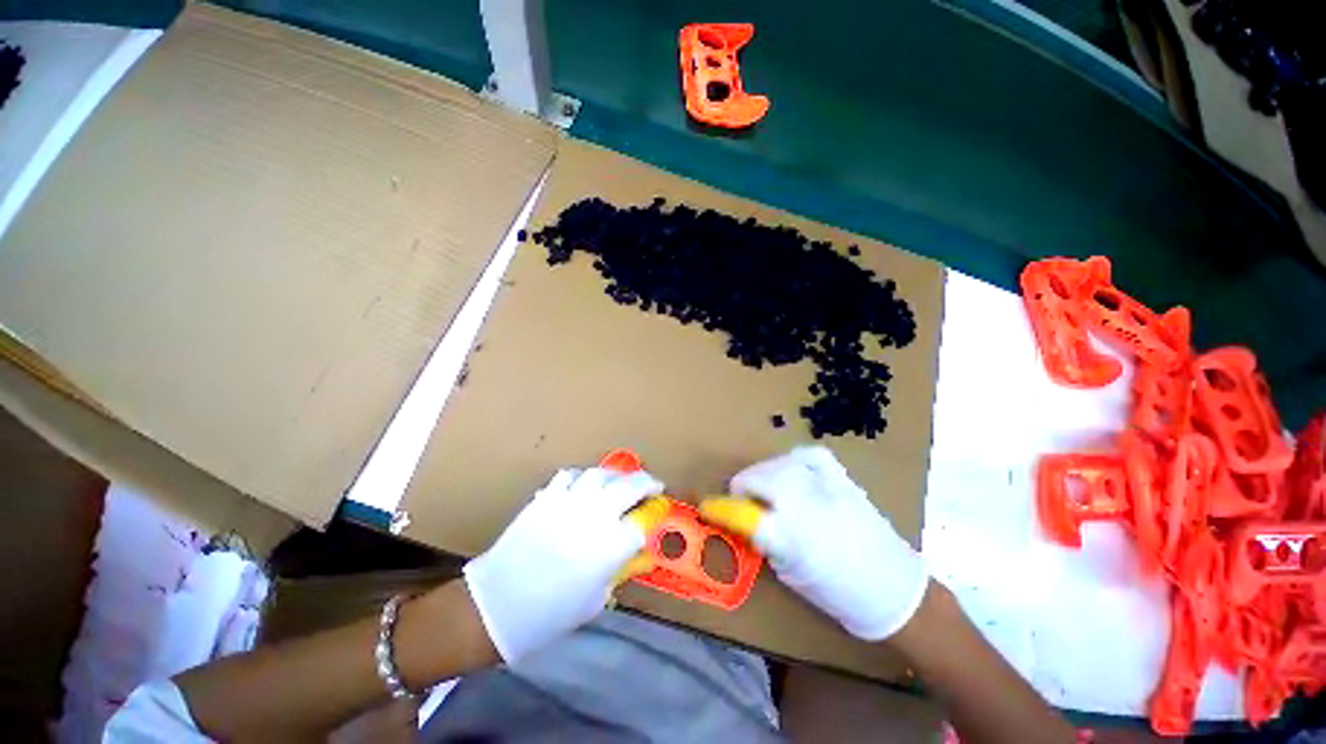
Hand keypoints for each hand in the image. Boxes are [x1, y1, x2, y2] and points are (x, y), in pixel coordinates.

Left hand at [463, 467, 666, 662]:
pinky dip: (582, 477)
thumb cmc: (550, 614)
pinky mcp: (548, 496)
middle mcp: (596, 516)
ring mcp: (571, 501)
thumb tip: (633, 554)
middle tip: (652, 485)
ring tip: (619, 482)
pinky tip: (583, 486)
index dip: (653, 517)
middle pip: (632, 486)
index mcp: (611, 546)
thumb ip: (618, 571)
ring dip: (616, 476)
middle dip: (648, 482)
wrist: (498, 605)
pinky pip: (570, 475)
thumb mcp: (595, 600)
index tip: (657, 514)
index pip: (643, 522)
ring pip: (602, 474)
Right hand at [700, 445, 927, 640]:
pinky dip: (793, 460)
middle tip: (745, 503)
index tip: (706, 507)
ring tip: (768, 490)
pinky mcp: (843, 477)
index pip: (741, 513)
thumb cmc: (838, 593)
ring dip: (763, 475)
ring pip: (777, 463)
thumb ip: (763, 540)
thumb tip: (742, 518)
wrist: (894, 588)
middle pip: (757, 477)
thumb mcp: (790, 574)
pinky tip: (792, 471)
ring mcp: (827, 485)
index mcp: (791, 537)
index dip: (719, 508)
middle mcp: (806, 503)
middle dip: (743, 488)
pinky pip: (808, 455)